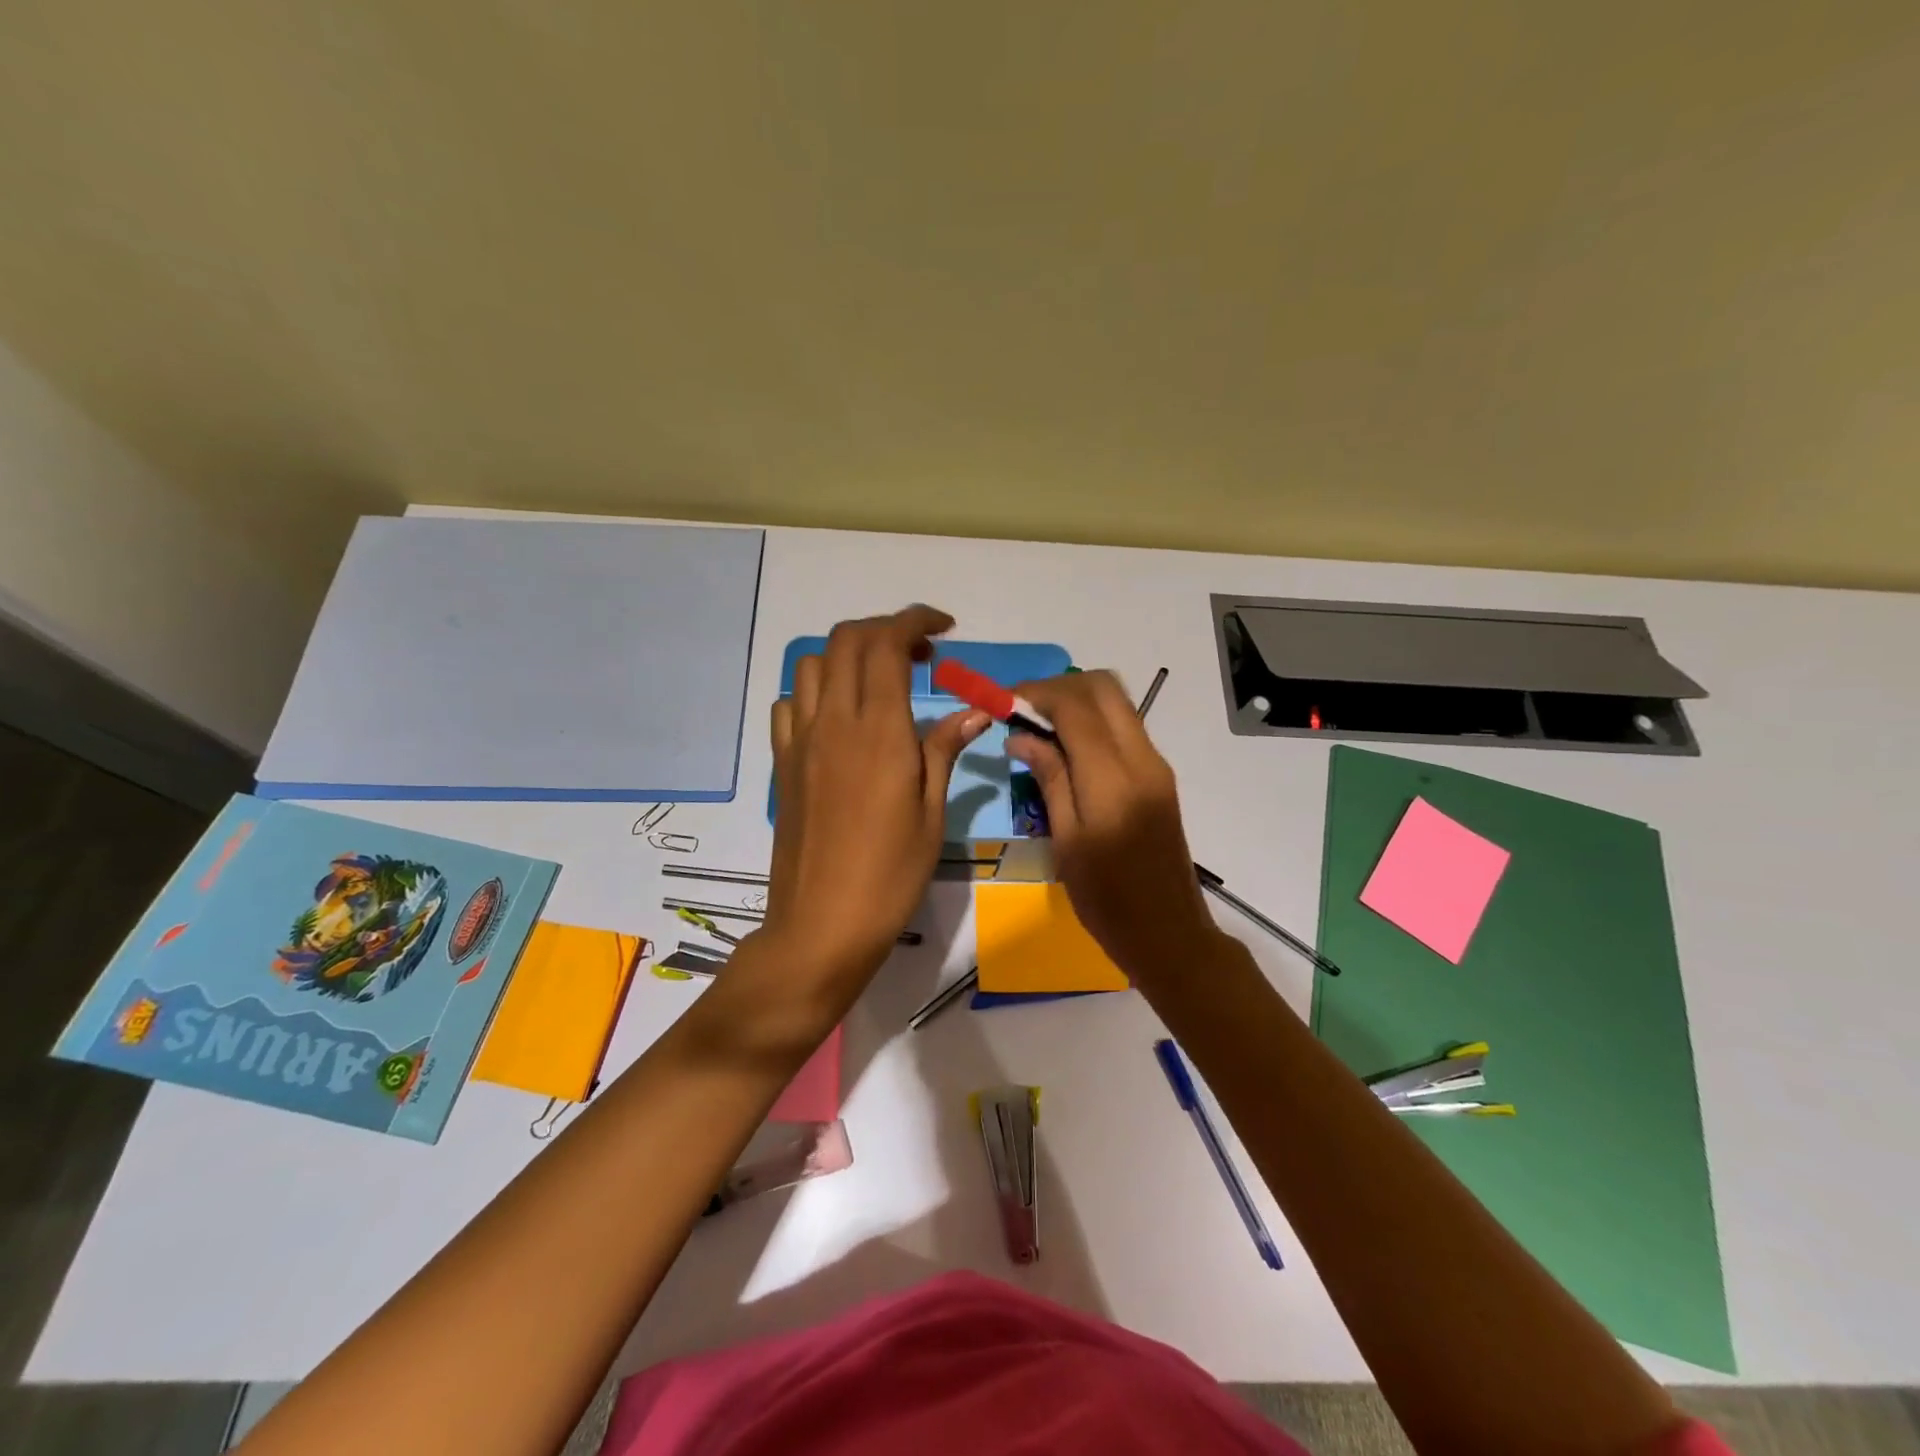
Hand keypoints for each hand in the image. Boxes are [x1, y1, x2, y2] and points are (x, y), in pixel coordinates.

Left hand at [760, 605, 988, 1003]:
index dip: (915, 621)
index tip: (943, 629)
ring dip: (848, 655)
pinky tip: (839, 719)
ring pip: (812, 664)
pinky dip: (815, 691)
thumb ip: (944, 750)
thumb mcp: (931, 813)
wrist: (822, 924)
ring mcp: (800, 741)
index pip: (887, 644)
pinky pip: (789, 704)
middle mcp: (833, 722)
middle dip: (885, 629)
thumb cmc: (890, 874)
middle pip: (847, 640)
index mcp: (879, 731)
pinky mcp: (783, 763)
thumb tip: (974, 710)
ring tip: (880, 682)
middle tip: (920, 655)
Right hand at [1006, 671, 1218, 984]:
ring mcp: (1156, 765)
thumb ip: (1049, 779)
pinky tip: (1066, 748)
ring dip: (1077, 700)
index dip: (1036, 694)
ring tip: (1039, 726)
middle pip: (1104, 687)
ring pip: (1117, 702)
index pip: (1075, 706)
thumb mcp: (1067, 842)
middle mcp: (1141, 759)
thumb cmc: (1107, 899)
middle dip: (1059, 687)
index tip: (1003, 703)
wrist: (1169, 933)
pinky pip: (1125, 727)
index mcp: (1113, 779)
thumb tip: (1021, 735)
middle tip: (1023, 710)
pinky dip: (1093, 721)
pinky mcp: (1159, 776)